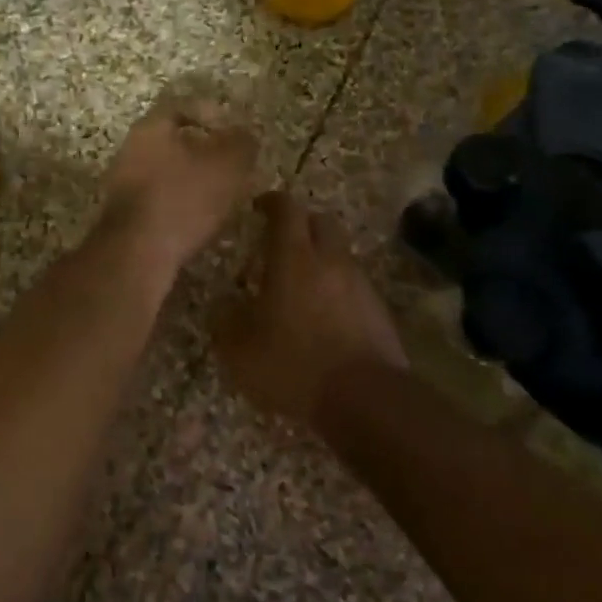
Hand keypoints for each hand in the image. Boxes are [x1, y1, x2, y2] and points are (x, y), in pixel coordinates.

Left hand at [99, 95, 258, 282]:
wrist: (137, 253)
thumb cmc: (184, 198)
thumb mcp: (228, 165)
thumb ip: (241, 143)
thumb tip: (243, 135)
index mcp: (151, 128)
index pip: (179, 106)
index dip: (210, 114)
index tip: (232, 132)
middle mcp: (130, 151)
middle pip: (171, 142)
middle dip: (203, 153)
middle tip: (231, 167)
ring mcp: (122, 186)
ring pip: (165, 173)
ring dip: (192, 182)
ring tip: (221, 198)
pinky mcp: (123, 218)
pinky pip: (158, 202)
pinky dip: (180, 207)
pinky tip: (199, 223)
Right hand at [213, 191, 407, 424]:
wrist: (363, 398)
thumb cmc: (292, 365)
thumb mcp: (239, 349)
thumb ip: (225, 320)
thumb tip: (223, 305)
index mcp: (294, 258)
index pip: (286, 209)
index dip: (271, 202)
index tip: (258, 207)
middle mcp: (331, 261)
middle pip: (320, 222)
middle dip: (300, 225)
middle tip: (279, 244)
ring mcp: (360, 284)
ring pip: (339, 255)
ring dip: (320, 260)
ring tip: (298, 287)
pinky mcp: (378, 311)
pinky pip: (353, 286)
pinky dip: (336, 290)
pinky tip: (323, 318)